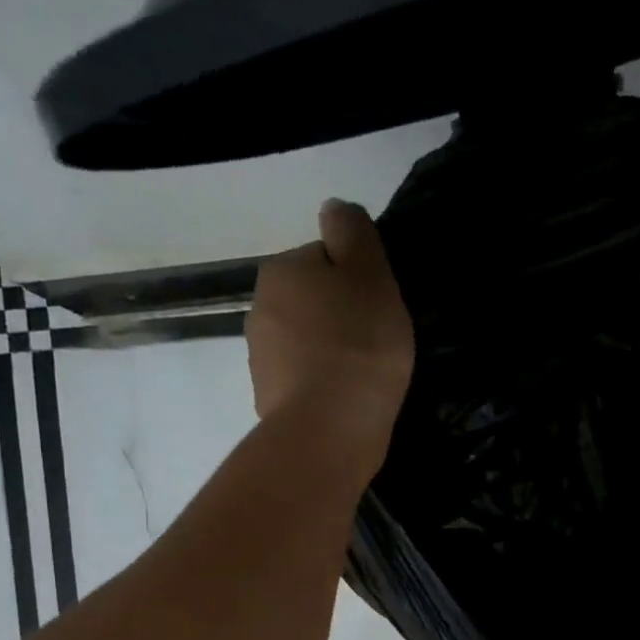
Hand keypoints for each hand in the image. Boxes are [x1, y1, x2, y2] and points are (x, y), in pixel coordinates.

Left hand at [247, 200, 414, 444]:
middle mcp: (260, 308)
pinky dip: (322, 387)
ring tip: (364, 378)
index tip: (378, 308)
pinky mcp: (268, 400)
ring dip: (331, 354)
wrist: (328, 430)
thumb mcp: (370, 275)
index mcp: (282, 270)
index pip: (324, 260)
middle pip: (312, 303)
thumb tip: (332, 208)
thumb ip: (353, 233)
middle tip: (376, 344)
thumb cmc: (358, 346)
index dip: (357, 281)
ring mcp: (260, 359)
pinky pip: (303, 381)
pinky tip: (346, 402)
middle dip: (340, 318)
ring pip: (306, 344)